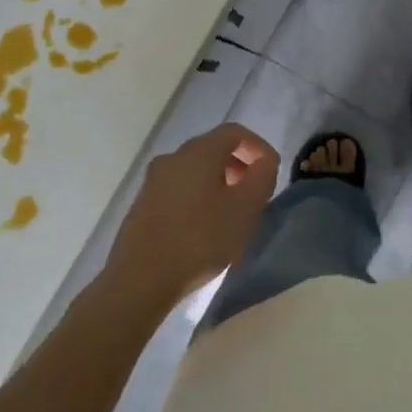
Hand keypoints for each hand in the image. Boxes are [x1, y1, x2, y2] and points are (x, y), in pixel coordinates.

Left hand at [105, 124, 278, 307]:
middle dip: (238, 165)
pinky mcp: (143, 203)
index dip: (258, 147)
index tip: (271, 171)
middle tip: (253, 192)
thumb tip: (264, 161)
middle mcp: (173, 157)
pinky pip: (178, 188)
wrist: (140, 279)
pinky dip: (197, 195)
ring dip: (218, 182)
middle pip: (213, 148)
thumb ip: (262, 177)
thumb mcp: (245, 209)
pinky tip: (203, 226)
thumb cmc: (200, 240)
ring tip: (231, 212)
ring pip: (194, 169)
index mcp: (199, 152)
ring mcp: (153, 180)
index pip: (235, 132)